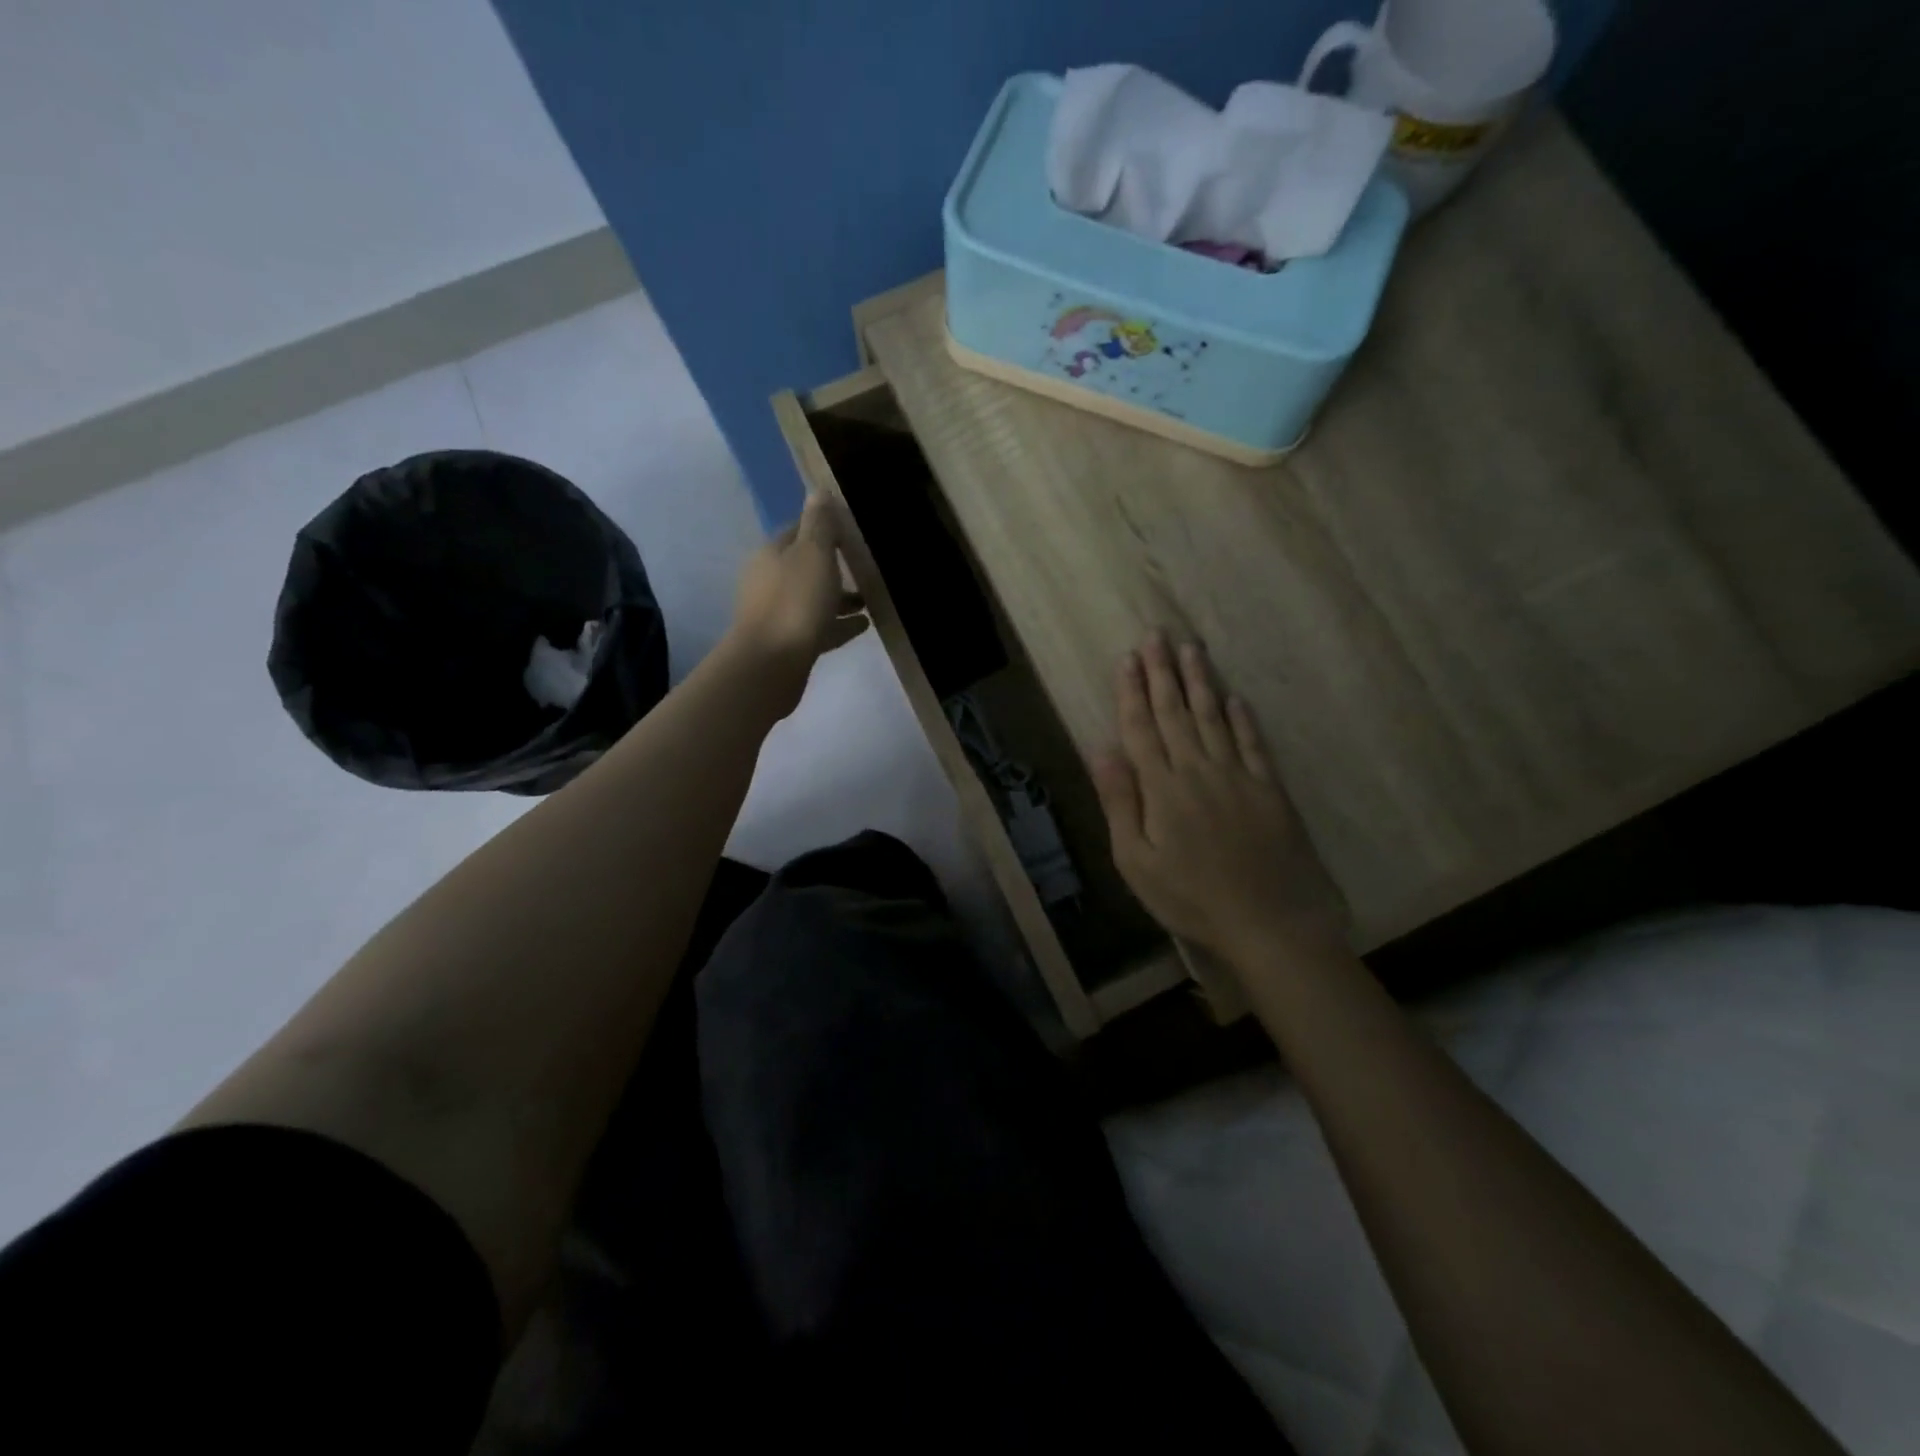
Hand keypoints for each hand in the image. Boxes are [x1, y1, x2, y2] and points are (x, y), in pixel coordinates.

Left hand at [725, 492, 868, 716]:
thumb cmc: (795, 603)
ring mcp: (776, 614)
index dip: (823, 530)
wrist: (771, 665)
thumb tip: (818, 491)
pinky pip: (818, 627)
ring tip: (869, 601)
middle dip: (833, 566)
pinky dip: (838, 624)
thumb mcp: (813, 554)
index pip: (798, 531)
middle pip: (804, 567)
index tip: (851, 534)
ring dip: (838, 598)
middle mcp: (768, 581)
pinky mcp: (787, 644)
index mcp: (772, 554)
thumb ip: (819, 524)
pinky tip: (863, 625)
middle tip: (864, 568)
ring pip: (812, 599)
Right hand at [1092, 633, 1348, 969]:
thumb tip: (1101, 750)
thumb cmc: (1191, 898)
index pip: (1141, 728)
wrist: (1269, 922)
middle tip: (1156, 635)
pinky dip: (1243, 718)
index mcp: (1162, 788)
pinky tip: (1234, 698)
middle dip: (1163, 672)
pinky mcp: (1270, 789)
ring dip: (1200, 682)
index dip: (1132, 692)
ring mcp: (1238, 776)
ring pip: (1213, 718)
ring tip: (1191, 649)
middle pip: (1176, 712)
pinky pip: (1253, 743)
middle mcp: (1198, 770)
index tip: (1127, 658)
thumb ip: (1120, 802)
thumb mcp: (1136, 861)